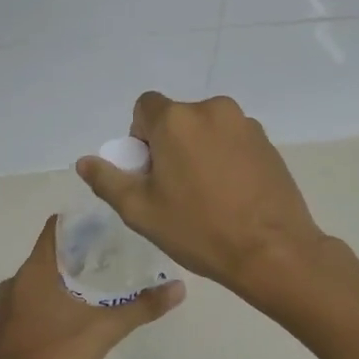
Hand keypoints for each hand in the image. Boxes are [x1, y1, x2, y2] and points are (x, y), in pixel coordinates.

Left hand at [0, 215, 184, 358]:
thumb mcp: (102, 331)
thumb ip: (140, 307)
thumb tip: (179, 287)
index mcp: (33, 273)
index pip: (55, 229)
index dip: (81, 222)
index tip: (110, 223)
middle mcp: (15, 283)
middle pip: (51, 254)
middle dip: (82, 252)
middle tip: (117, 253)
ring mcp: (8, 308)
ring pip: (42, 279)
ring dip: (69, 276)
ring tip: (104, 281)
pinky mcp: (9, 329)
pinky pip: (35, 300)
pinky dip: (57, 297)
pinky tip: (81, 311)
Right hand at [75, 93, 325, 301]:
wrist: (273, 251)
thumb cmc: (199, 230)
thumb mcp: (141, 211)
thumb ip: (108, 180)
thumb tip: (85, 161)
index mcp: (176, 119)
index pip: (145, 107)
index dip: (140, 137)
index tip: (150, 171)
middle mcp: (212, 109)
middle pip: (177, 118)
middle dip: (169, 145)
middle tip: (175, 189)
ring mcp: (245, 124)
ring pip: (206, 129)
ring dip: (199, 150)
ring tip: (207, 195)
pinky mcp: (268, 142)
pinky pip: (233, 141)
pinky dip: (225, 158)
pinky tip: (232, 194)